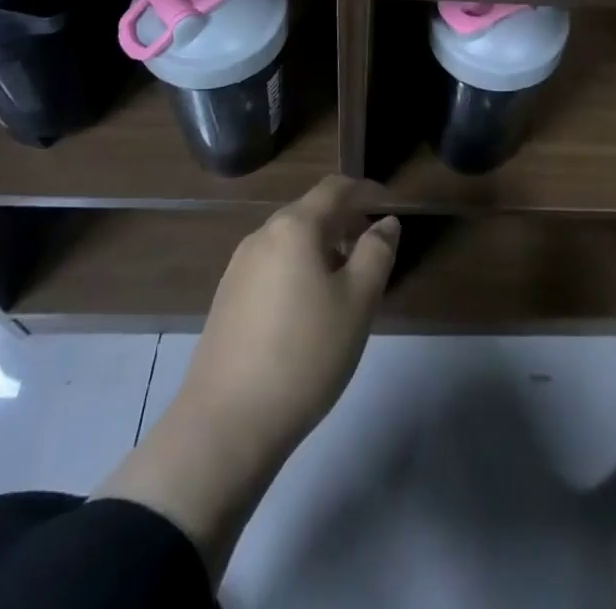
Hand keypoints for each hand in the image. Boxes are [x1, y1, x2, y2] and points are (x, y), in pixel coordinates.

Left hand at [95, 177, 398, 575]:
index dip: (366, 190)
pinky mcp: (226, 300)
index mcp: (294, 227)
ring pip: (290, 241)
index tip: (390, 204)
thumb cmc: (304, 354)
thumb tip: (386, 223)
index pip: (335, 188)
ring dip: (322, 248)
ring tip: (345, 284)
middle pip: (310, 211)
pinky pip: (272, 267)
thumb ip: (377, 252)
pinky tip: (308, 311)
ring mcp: (238, 268)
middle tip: (373, 248)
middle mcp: (262, 236)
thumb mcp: (358, 302)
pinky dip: (298, 270)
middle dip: (345, 221)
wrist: (225, 426)